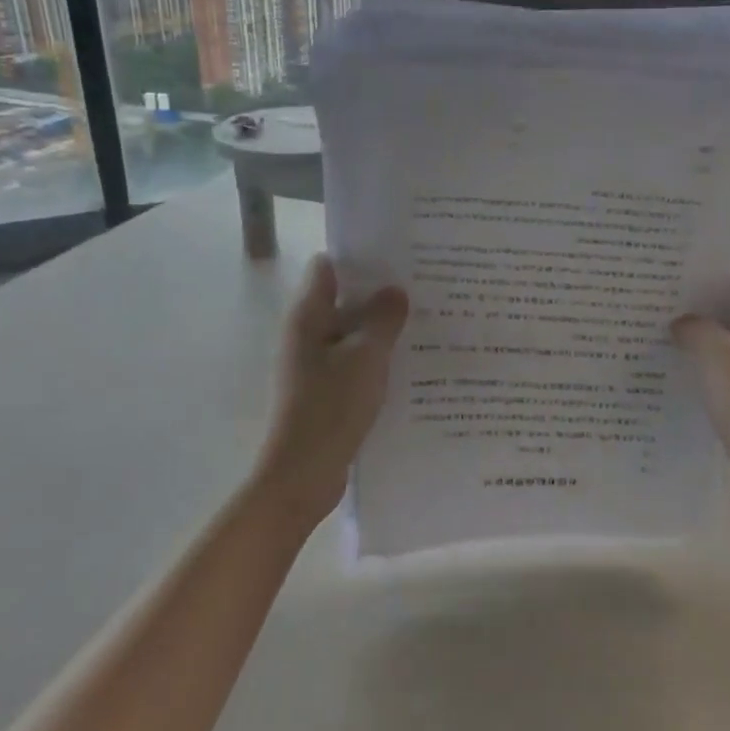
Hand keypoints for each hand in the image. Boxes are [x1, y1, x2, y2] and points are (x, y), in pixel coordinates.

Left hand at [255, 256, 408, 526]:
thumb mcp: (366, 357)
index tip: (397, 256)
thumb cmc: (331, 407)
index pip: (328, 268)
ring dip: (381, 329)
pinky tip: (410, 363)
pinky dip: (376, 359)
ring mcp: (314, 365)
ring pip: (351, 335)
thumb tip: (395, 291)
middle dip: (379, 294)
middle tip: (423, 288)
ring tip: (425, 322)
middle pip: (342, 300)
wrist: (304, 474)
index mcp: (307, 317)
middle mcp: (306, 335)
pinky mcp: (325, 392)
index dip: (359, 258)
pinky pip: (353, 364)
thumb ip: (383, 320)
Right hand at [672, 267, 729, 533]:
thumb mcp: (717, 356)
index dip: (714, 267)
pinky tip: (672, 370)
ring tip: (655, 327)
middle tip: (656, 294)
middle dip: (700, 302)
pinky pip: (728, 374)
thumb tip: (682, 322)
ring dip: (700, 337)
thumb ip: (695, 328)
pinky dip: (705, 368)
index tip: (675, 264)